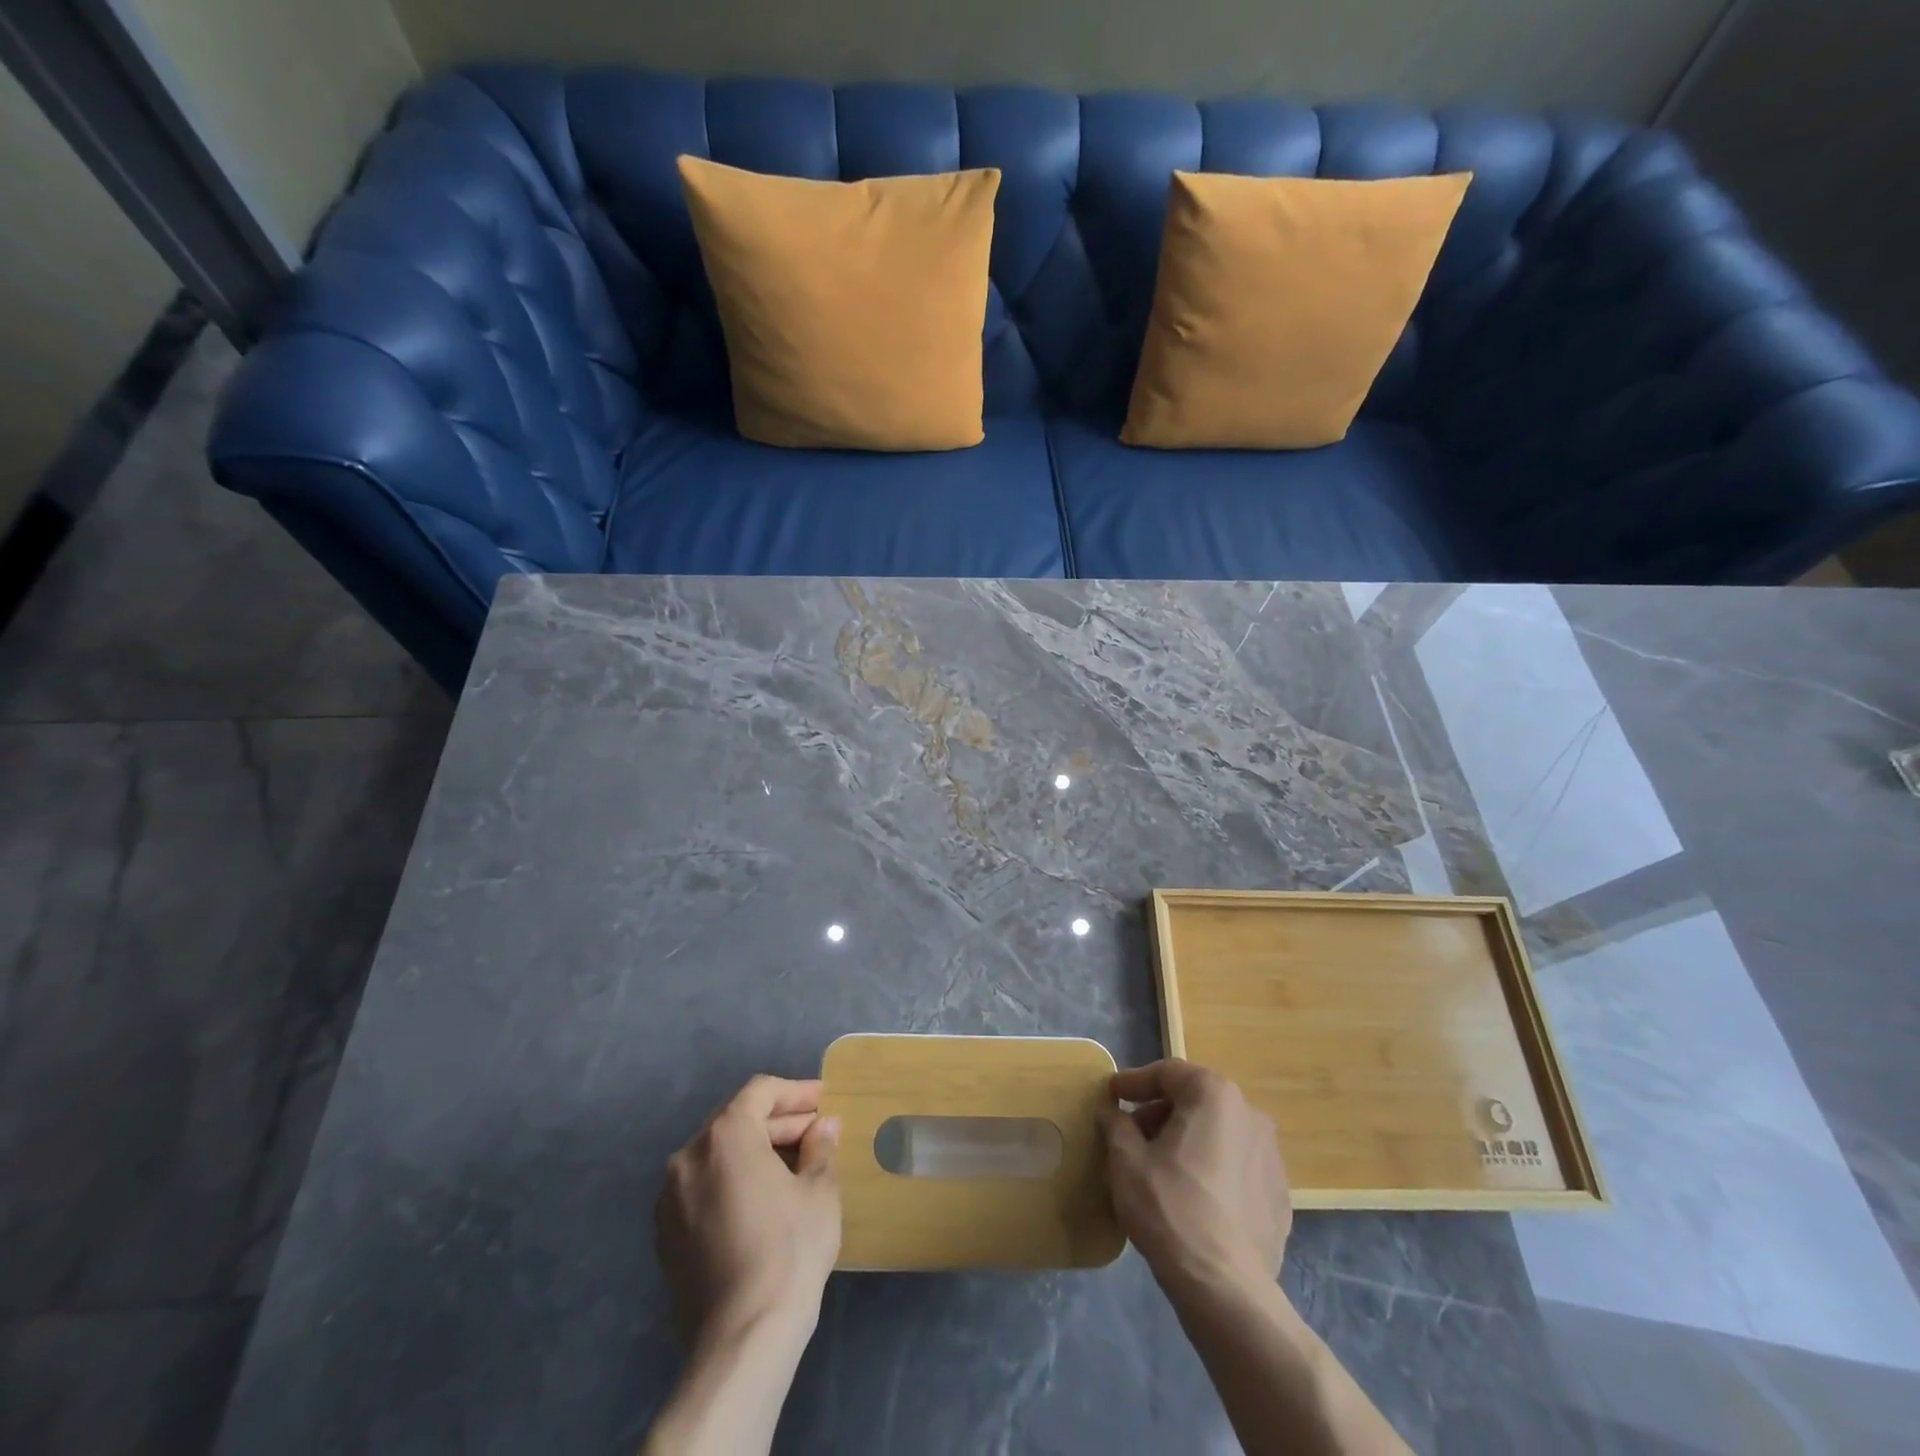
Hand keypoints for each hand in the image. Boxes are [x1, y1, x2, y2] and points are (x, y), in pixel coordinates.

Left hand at [655, 1076, 841, 1348]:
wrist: (741, 1339)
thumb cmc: (788, 1250)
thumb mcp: (820, 1190)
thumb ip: (820, 1147)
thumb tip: (823, 1126)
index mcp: (725, 1136)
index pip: (761, 1092)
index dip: (796, 1092)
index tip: (824, 1103)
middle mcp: (688, 1157)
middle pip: (736, 1121)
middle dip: (778, 1122)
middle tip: (815, 1134)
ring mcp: (669, 1198)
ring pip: (717, 1155)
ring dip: (754, 1152)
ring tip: (792, 1167)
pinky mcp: (664, 1236)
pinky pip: (702, 1188)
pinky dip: (731, 1182)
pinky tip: (760, 1202)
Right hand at [1099, 1059, 1290, 1292]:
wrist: (1226, 1289)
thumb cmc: (1170, 1209)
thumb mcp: (1126, 1160)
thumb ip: (1116, 1124)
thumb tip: (1111, 1110)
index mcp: (1214, 1095)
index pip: (1168, 1073)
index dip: (1134, 1082)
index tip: (1111, 1094)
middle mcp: (1250, 1114)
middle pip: (1195, 1101)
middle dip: (1160, 1113)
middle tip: (1130, 1134)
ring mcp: (1272, 1156)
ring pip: (1218, 1133)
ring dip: (1186, 1140)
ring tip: (1159, 1167)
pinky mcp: (1279, 1195)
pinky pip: (1236, 1166)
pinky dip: (1211, 1168)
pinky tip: (1192, 1196)